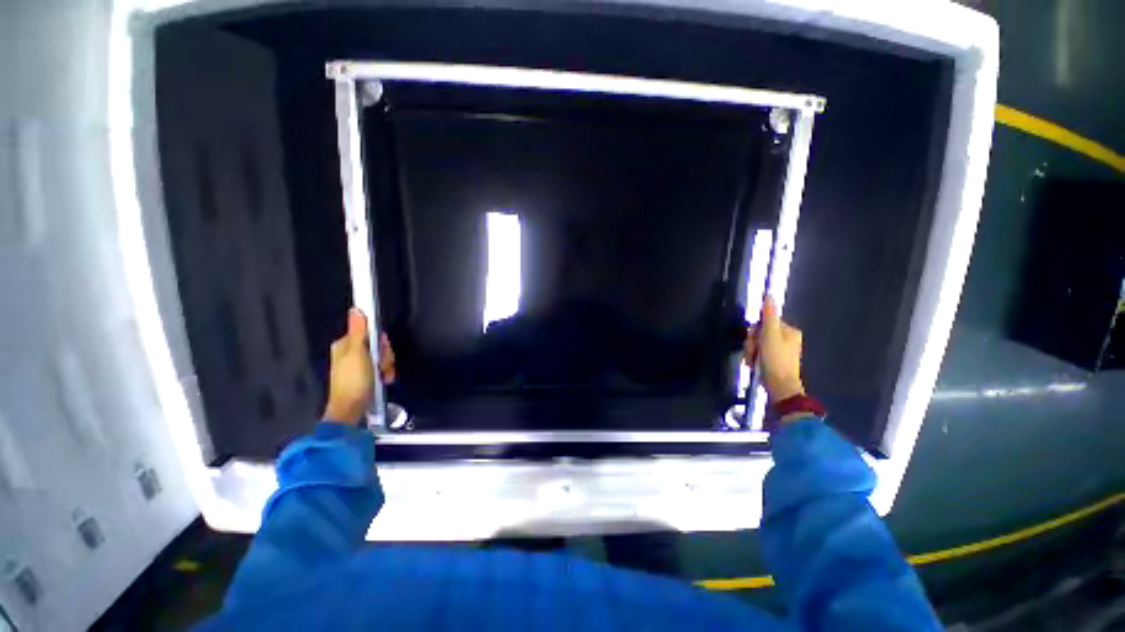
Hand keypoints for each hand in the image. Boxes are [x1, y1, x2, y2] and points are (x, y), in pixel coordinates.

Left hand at [323, 309, 395, 423]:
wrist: (351, 409)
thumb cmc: (353, 381)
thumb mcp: (358, 353)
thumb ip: (359, 332)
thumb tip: (356, 310)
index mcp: (346, 344)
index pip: (369, 331)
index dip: (379, 339)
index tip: (379, 348)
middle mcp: (351, 352)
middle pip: (377, 344)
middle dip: (384, 355)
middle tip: (380, 364)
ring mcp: (359, 364)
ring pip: (382, 356)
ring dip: (386, 365)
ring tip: (382, 375)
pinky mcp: (366, 375)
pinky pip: (381, 367)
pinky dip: (385, 373)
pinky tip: (383, 379)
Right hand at [744, 296, 804, 401]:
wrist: (779, 387)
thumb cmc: (775, 360)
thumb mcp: (770, 335)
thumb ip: (769, 316)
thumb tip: (769, 295)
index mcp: (789, 331)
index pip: (764, 323)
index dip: (755, 332)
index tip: (754, 342)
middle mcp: (787, 339)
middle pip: (760, 333)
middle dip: (752, 343)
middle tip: (752, 353)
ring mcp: (781, 351)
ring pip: (757, 344)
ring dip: (751, 352)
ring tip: (752, 361)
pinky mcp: (775, 361)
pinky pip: (759, 353)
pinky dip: (754, 358)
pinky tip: (754, 365)